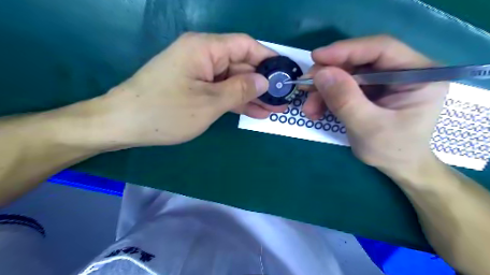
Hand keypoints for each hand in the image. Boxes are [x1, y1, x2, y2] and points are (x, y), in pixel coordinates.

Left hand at [96, 33, 283, 146]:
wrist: (123, 125)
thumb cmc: (166, 112)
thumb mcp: (209, 102)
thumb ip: (240, 89)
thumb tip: (264, 81)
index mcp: (205, 49)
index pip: (245, 45)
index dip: (268, 58)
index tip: (285, 73)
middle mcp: (203, 55)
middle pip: (240, 64)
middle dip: (262, 82)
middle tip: (283, 99)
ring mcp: (198, 73)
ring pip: (232, 81)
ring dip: (252, 95)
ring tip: (274, 109)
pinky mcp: (195, 88)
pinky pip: (221, 91)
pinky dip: (236, 101)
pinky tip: (255, 112)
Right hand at [305, 35, 448, 175]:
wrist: (397, 167)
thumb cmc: (392, 150)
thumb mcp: (367, 127)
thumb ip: (345, 100)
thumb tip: (320, 73)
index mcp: (419, 74)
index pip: (381, 49)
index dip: (346, 50)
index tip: (316, 57)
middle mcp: (402, 71)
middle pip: (359, 61)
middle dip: (329, 74)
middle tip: (305, 86)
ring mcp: (385, 81)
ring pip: (347, 75)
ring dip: (323, 90)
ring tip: (308, 108)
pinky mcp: (371, 91)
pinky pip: (344, 87)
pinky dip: (327, 97)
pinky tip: (316, 110)